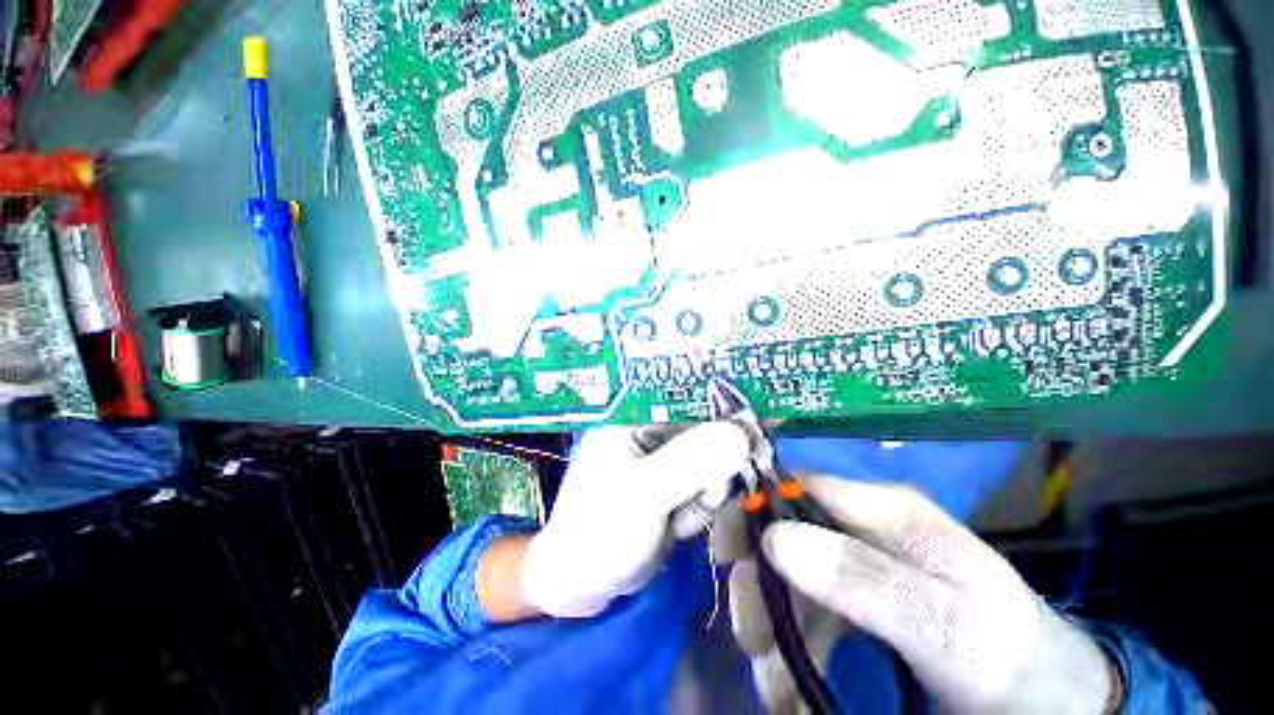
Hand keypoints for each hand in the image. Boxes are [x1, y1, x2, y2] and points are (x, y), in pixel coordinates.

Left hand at [520, 423, 750, 617]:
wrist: (585, 584)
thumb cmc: (599, 531)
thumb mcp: (644, 493)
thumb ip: (691, 461)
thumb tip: (742, 433)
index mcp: (633, 414)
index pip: (687, 395)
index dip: (724, 404)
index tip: (758, 421)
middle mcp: (652, 427)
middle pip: (708, 427)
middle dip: (715, 465)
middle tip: (705, 495)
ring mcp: (665, 456)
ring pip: (715, 458)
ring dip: (708, 492)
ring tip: (678, 519)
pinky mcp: (676, 481)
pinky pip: (710, 483)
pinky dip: (703, 506)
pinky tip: (678, 526)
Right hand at [724, 478, 1117, 713]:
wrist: (1043, 699)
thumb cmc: (1002, 652)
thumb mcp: (942, 621)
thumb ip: (862, 578)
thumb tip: (774, 537)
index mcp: (882, 509)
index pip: (797, 485)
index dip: (754, 508)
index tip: (724, 553)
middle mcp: (860, 525)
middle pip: (784, 532)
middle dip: (759, 583)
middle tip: (754, 641)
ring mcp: (855, 561)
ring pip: (787, 575)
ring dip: (771, 624)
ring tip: (773, 684)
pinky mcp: (854, 597)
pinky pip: (804, 608)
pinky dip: (790, 643)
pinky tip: (788, 682)